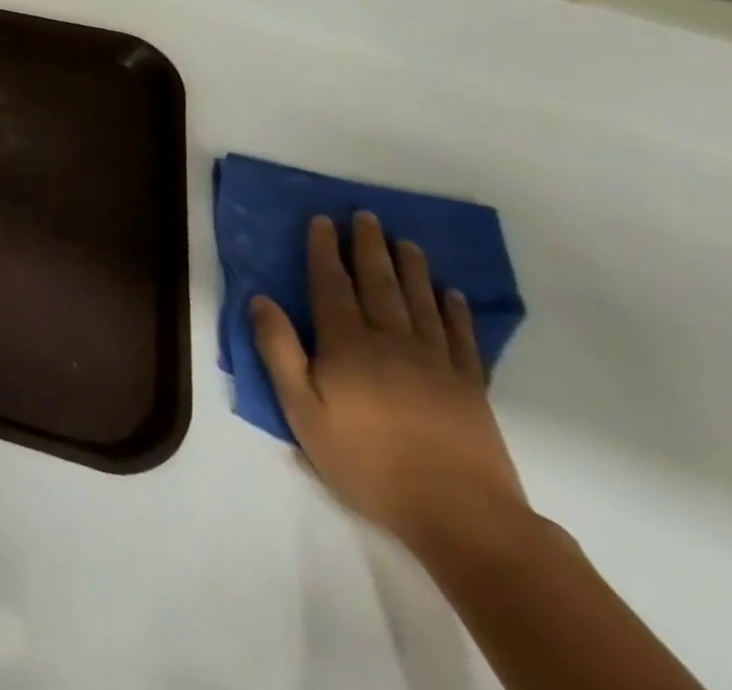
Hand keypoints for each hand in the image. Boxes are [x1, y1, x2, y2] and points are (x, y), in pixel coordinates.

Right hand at [252, 213, 527, 552]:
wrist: (462, 516)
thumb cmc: (367, 461)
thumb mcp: (302, 411)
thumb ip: (279, 351)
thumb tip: (261, 299)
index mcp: (347, 344)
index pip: (331, 284)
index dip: (325, 250)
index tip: (323, 221)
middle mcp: (391, 341)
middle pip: (379, 283)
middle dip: (369, 247)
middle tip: (366, 216)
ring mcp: (436, 363)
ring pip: (421, 302)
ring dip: (412, 268)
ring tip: (406, 242)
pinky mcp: (470, 387)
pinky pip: (463, 338)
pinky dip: (456, 312)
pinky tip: (451, 295)